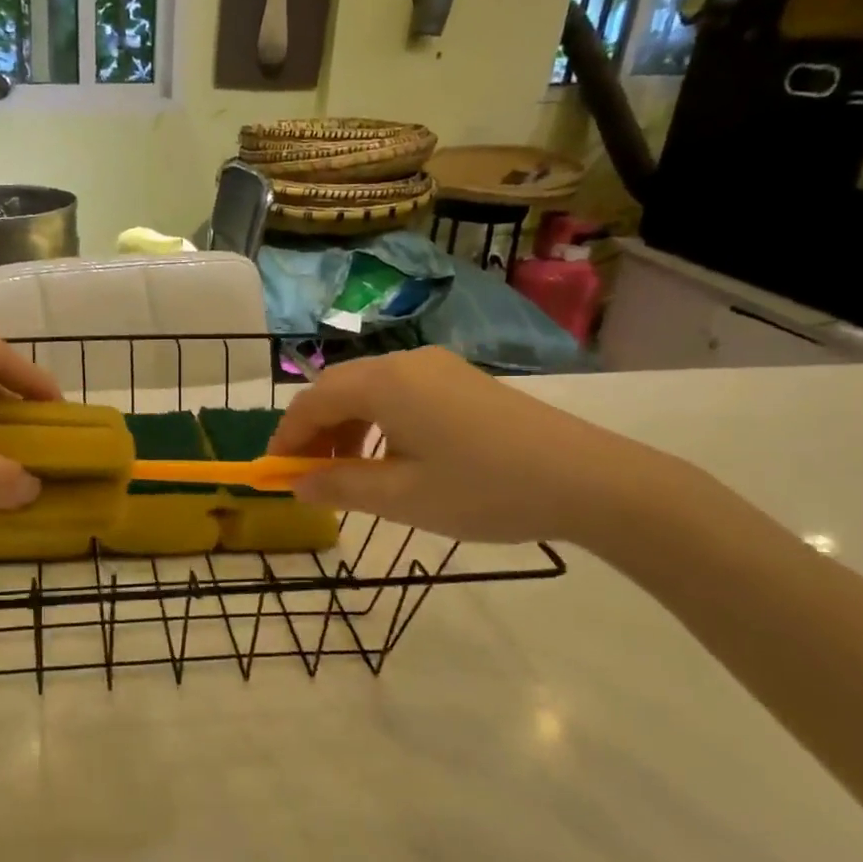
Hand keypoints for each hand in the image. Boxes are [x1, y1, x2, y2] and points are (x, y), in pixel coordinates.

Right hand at [267, 347, 667, 544]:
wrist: (589, 480)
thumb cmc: (483, 489)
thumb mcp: (401, 497)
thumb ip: (339, 486)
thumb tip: (296, 484)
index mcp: (383, 384)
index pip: (310, 402)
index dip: (285, 438)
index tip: (274, 474)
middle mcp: (405, 364)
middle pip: (337, 390)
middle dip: (314, 433)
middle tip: (309, 478)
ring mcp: (438, 368)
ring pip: (369, 391)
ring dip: (346, 428)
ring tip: (350, 474)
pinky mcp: (463, 381)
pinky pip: (400, 394)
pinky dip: (379, 423)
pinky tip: (392, 458)